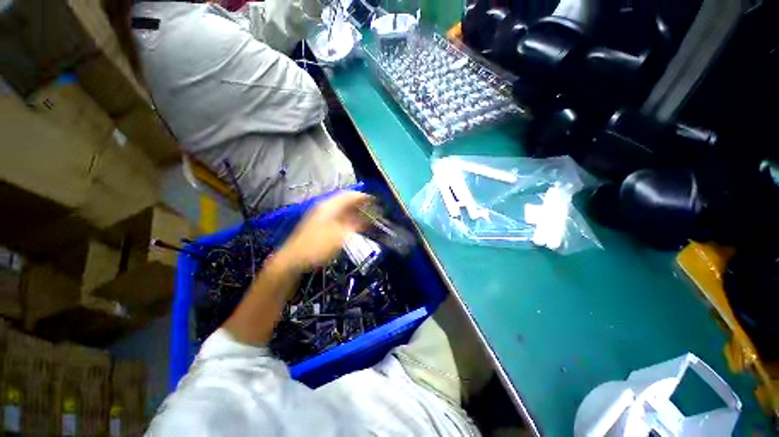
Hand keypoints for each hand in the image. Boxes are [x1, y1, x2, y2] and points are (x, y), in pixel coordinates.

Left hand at [274, 191, 371, 271]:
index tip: (376, 201)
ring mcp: (322, 216)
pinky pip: (339, 217)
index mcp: (329, 206)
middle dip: (361, 204)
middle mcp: (326, 208)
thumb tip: (365, 220)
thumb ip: (354, 226)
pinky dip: (349, 219)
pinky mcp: (321, 224)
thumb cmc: (317, 246)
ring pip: (343, 209)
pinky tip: (355, 226)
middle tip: (374, 210)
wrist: (294, 259)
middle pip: (346, 201)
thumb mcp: (339, 236)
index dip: (363, 197)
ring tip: (368, 217)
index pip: (349, 196)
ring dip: (356, 212)